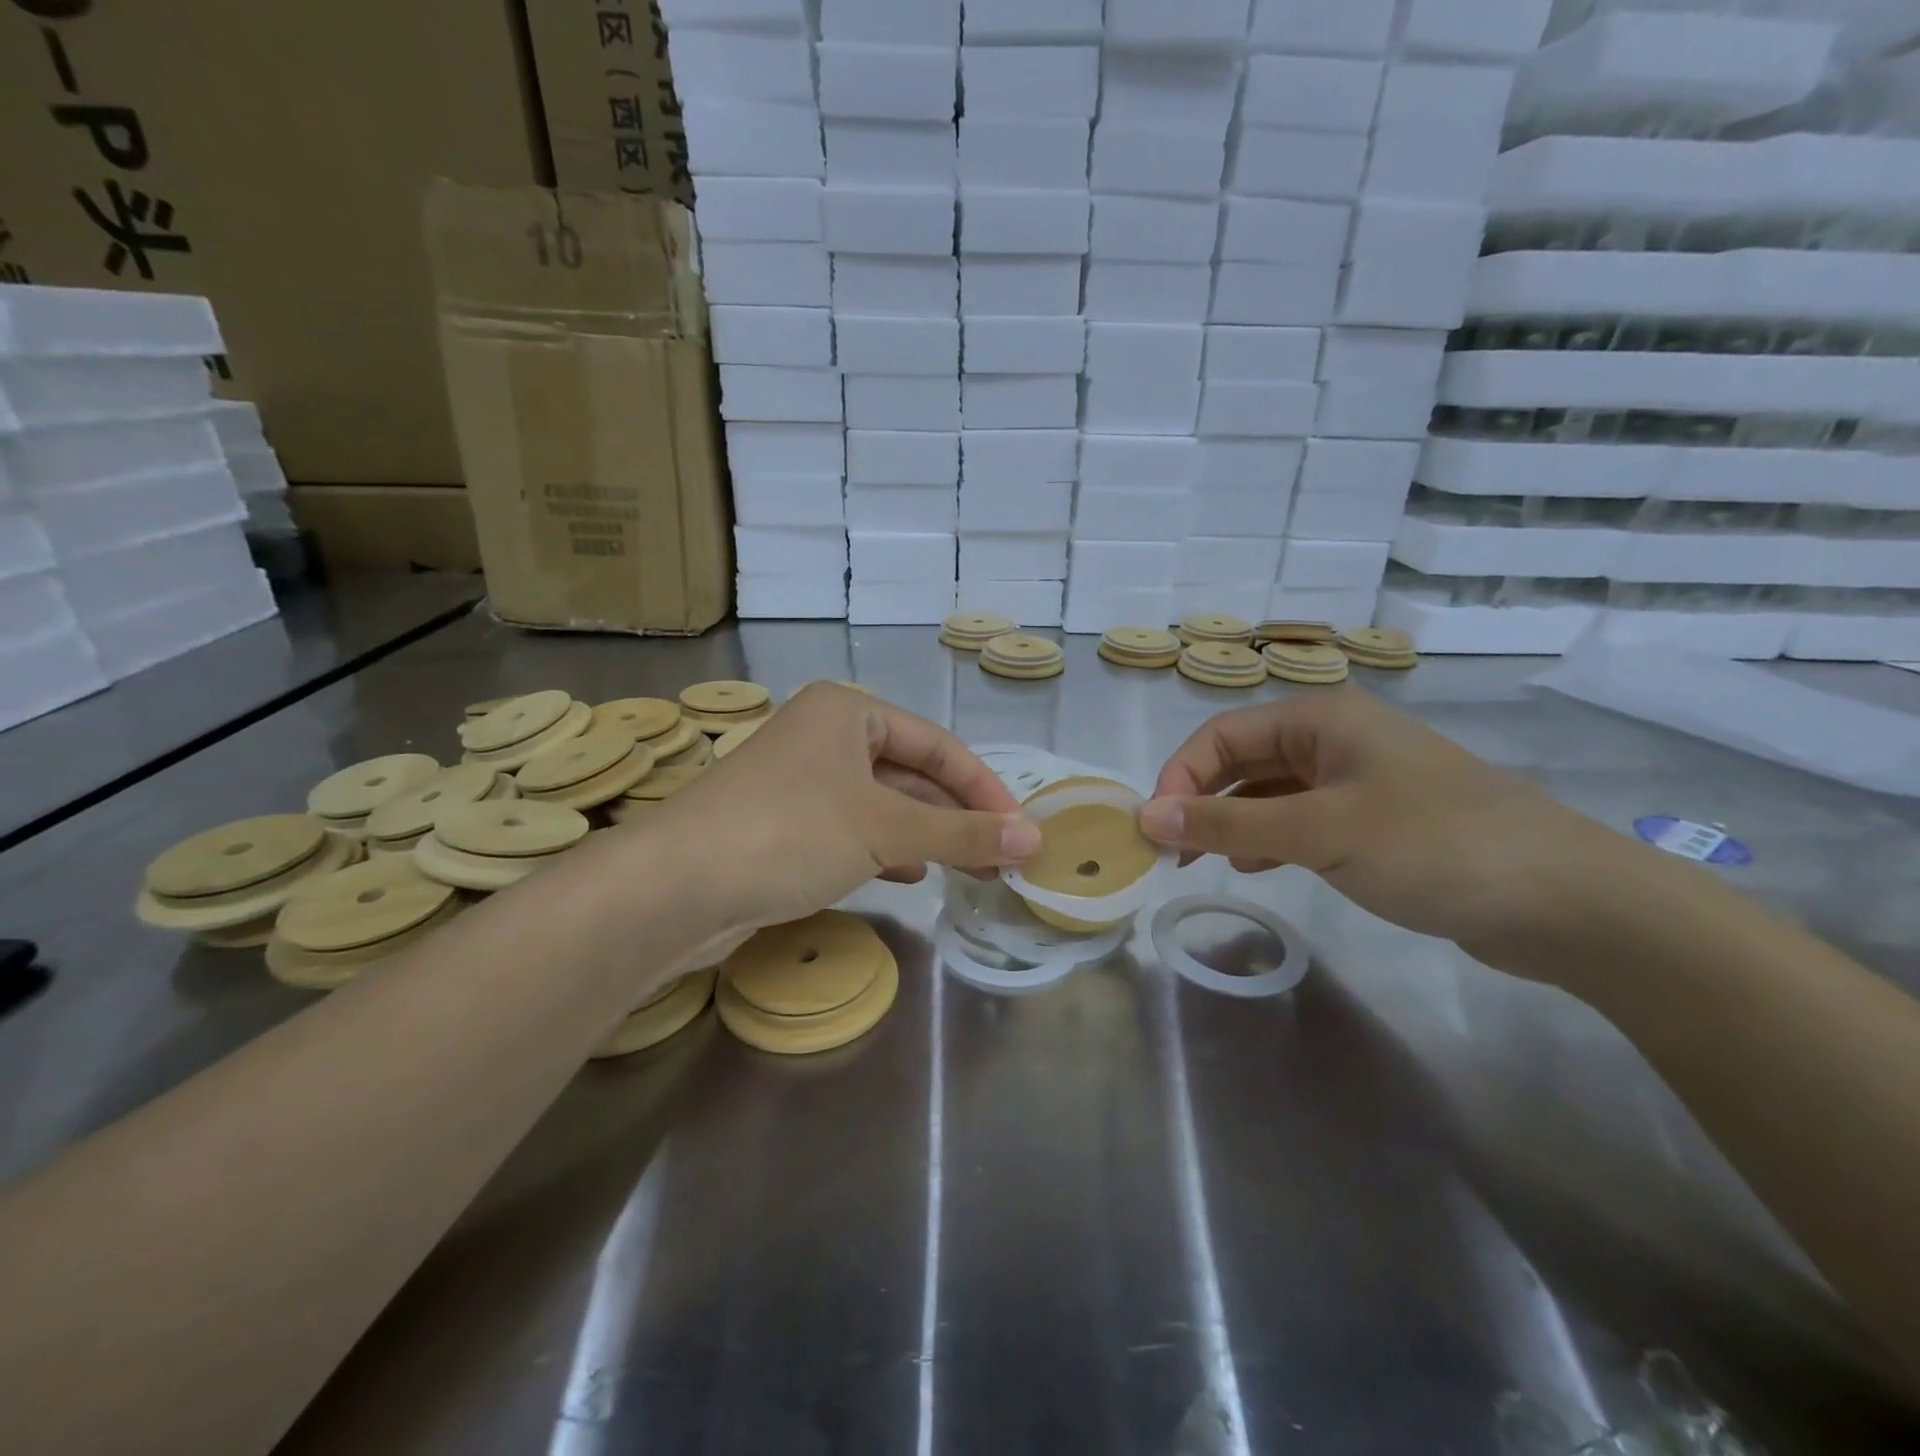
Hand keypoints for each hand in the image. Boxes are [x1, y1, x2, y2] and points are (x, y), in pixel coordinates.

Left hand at [636, 683, 1040, 935]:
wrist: (672, 888)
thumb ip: (962, 833)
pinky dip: (888, 850)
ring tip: (972, 871)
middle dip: (957, 817)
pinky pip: (853, 831)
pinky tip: (913, 876)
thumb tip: (1034, 840)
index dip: (984, 789)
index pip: (937, 744)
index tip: (1021, 833)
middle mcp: (823, 736)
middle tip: (1003, 859)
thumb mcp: (886, 828)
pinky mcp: (783, 826)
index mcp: (847, 711)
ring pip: (883, 806)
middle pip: (911, 774)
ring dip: (928, 837)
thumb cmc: (789, 832)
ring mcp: (801, 783)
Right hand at [1140, 687, 1623, 957]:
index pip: (1220, 735)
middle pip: (1242, 759)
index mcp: (1321, 719)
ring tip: (1204, 862)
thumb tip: (1146, 816)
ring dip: (1232, 821)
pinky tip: (1255, 866)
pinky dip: (1269, 838)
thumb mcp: (1318, 831)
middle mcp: (1335, 738)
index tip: (1156, 829)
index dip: (1179, 776)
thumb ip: (1227, 822)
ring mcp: (1359, 779)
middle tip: (1172, 851)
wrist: (1566, 901)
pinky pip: (1302, 819)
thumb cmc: (1432, 845)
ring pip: (1270, 791)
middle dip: (1201, 800)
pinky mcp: (1377, 820)